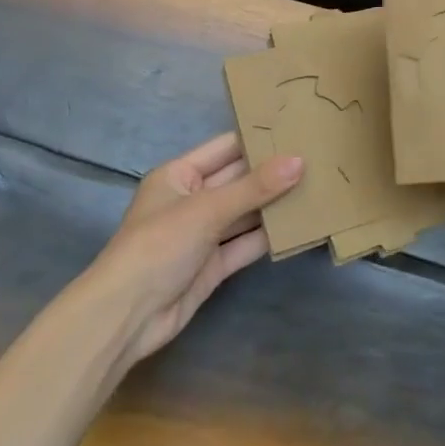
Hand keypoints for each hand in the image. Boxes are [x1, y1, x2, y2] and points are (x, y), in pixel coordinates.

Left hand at [89, 133, 302, 369]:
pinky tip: (300, 226)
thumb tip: (299, 161)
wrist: (126, 317)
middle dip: (273, 172)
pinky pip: (245, 244)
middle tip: (318, 157)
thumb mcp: (207, 209)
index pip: (225, 148)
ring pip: (245, 213)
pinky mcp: (213, 266)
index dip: (258, 138)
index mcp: (179, 175)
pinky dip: (269, 237)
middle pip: (238, 180)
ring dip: (274, 205)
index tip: (297, 128)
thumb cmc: (159, 245)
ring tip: (318, 187)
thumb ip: (255, 187)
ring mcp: (203, 234)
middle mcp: (192, 199)